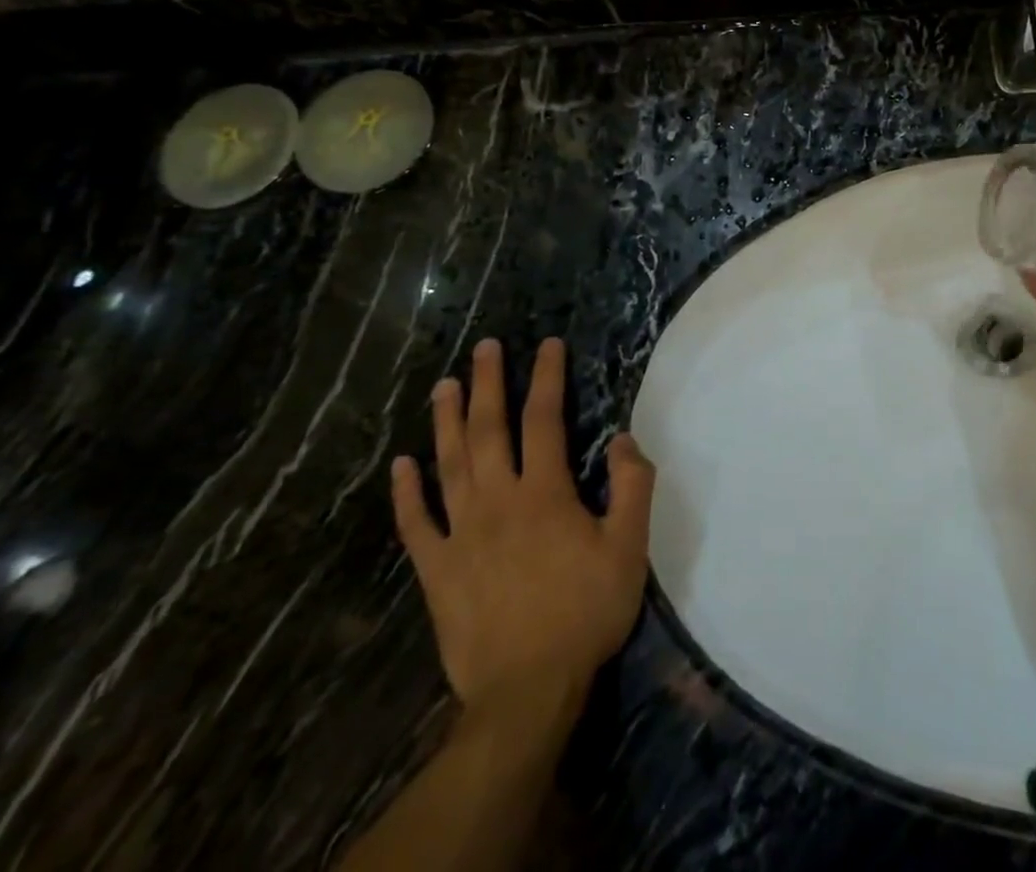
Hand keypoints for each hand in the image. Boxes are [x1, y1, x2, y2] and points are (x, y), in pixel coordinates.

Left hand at [391, 338, 655, 710]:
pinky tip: (402, 465)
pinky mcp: (437, 571)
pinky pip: (416, 524)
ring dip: (446, 422)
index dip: (547, 378)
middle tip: (484, 348)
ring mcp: (461, 535)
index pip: (544, 420)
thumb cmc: (585, 612)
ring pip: (449, 466)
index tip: (548, 345)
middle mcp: (498, 501)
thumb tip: (624, 438)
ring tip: (444, 386)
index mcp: (545, 493)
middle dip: (488, 384)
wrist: (526, 691)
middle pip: (488, 430)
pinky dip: (407, 493)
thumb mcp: (629, 548)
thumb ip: (633, 487)